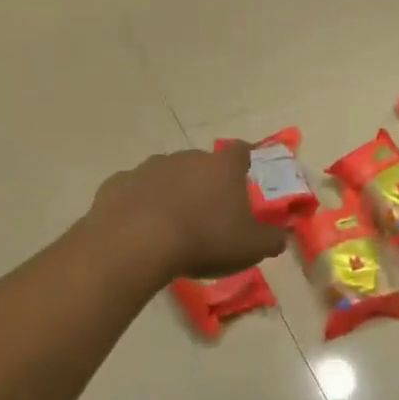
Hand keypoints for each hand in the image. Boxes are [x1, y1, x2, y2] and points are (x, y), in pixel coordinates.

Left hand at [87, 144, 288, 284]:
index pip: (240, 151)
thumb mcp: (250, 248)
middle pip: (202, 164)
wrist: (136, 243)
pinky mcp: (118, 183)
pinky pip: (136, 191)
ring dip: (173, 192)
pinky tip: (141, 227)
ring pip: (167, 175)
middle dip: (206, 183)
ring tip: (173, 223)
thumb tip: (280, 238)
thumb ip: (270, 240)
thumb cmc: (204, 239)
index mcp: (222, 167)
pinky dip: (141, 203)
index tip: (245, 173)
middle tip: (209, 212)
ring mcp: (149, 167)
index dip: (245, 161)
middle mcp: (187, 158)